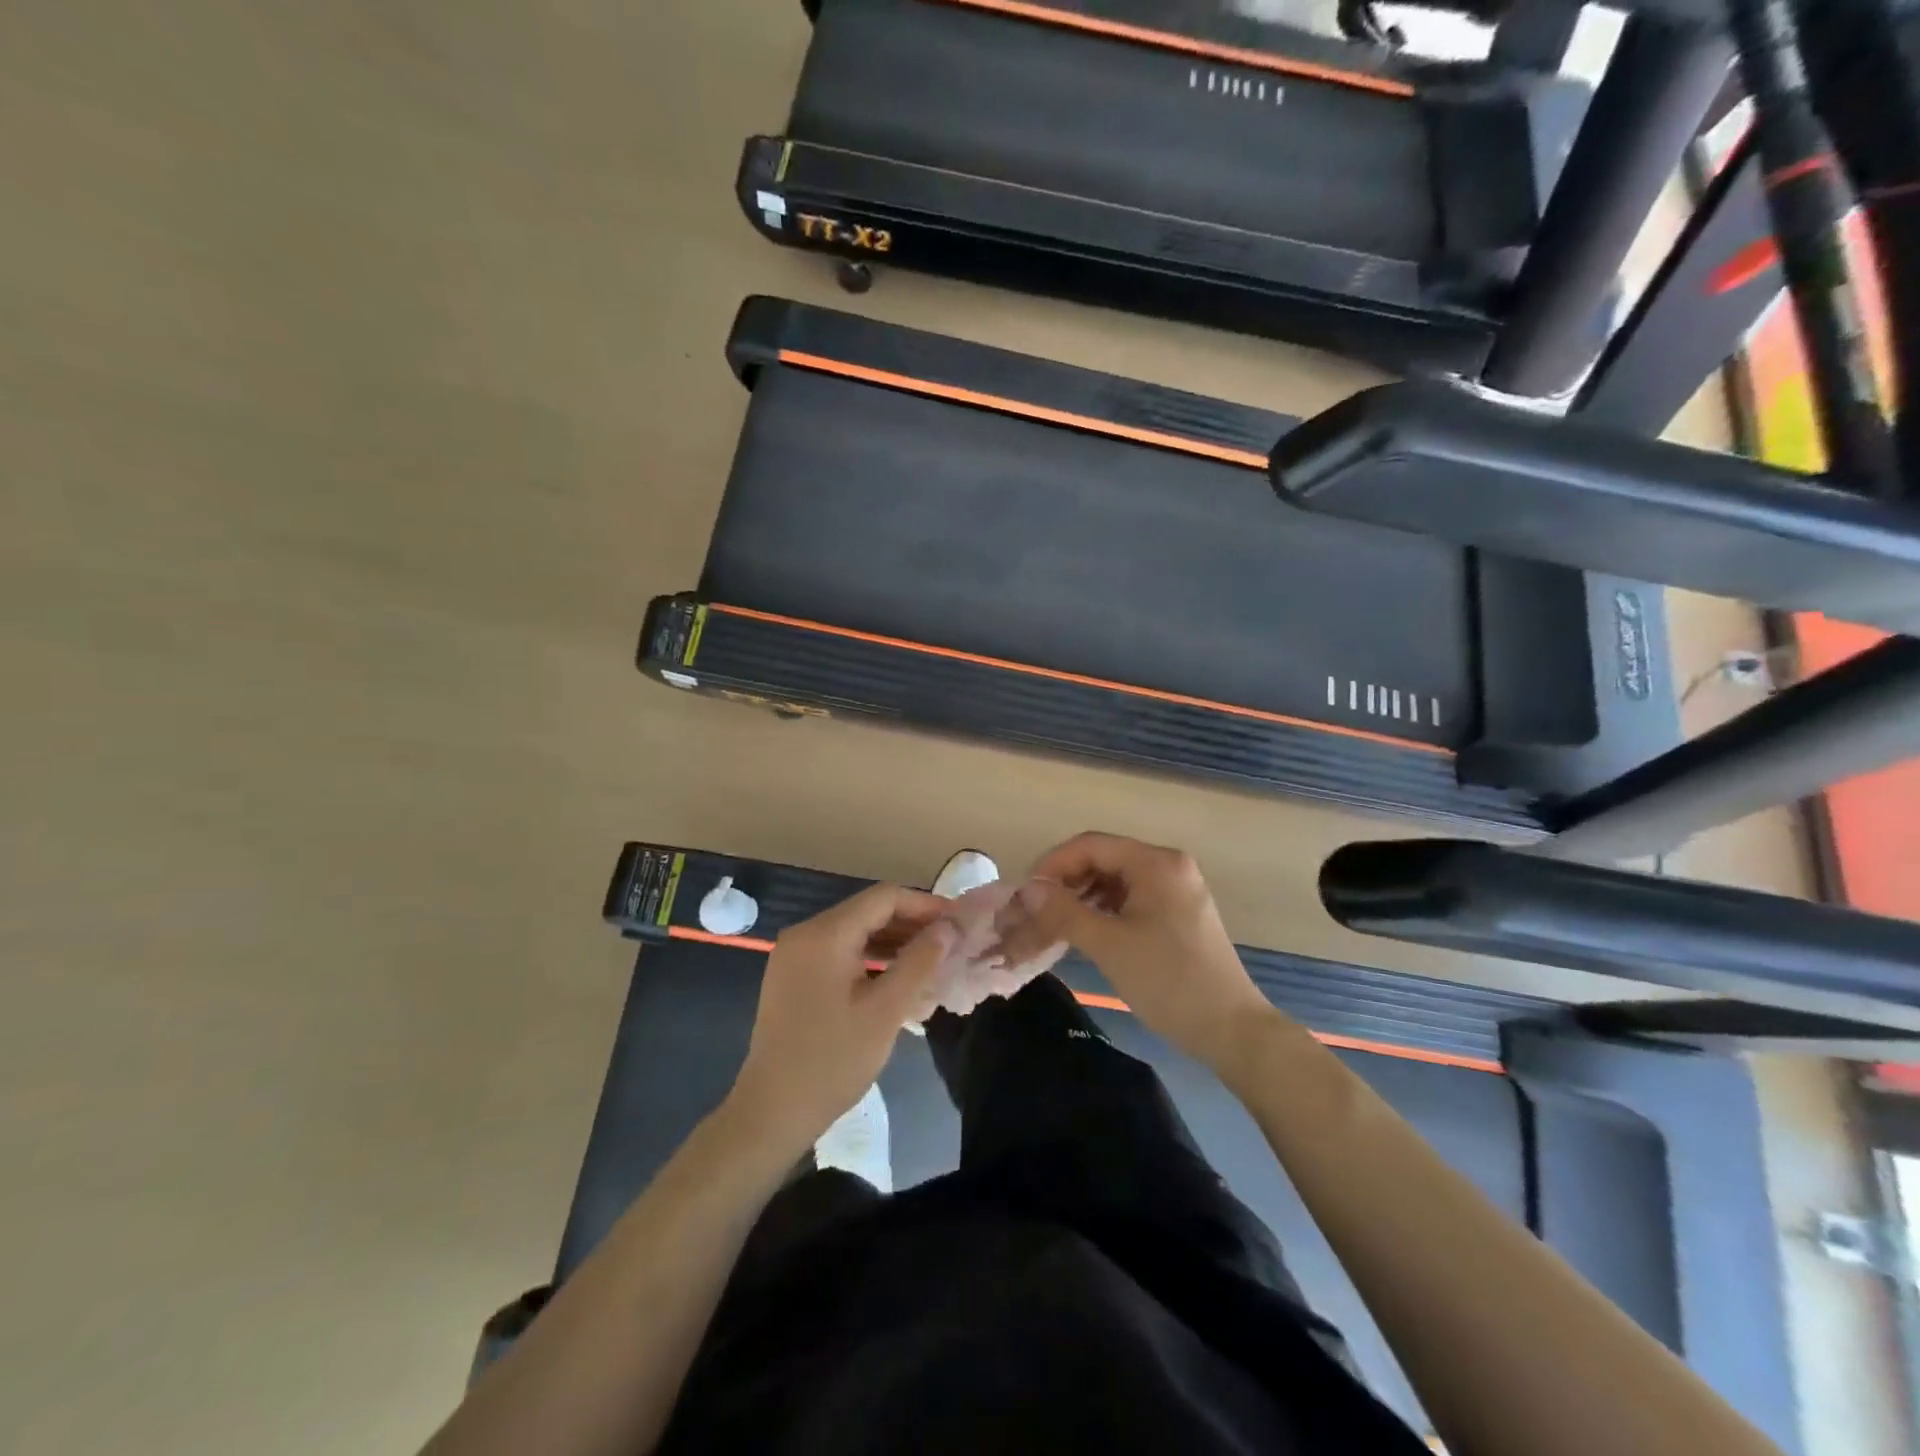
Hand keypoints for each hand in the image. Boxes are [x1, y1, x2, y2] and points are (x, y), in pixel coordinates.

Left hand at [727, 883, 954, 1157]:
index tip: (958, 922)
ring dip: (892, 941)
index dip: (924, 905)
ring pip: (854, 931)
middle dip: (911, 923)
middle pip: (868, 911)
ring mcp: (795, 954)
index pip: (883, 897)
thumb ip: (919, 961)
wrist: (771, 1111)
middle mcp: (806, 932)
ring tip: (932, 959)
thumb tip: (949, 927)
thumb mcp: (885, 1010)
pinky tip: (897, 975)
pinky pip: (839, 951)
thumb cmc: (833, 1060)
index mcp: (825, 934)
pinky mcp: (792, 975)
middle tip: (950, 943)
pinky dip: (870, 956)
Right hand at [1002, 832, 1276, 1069]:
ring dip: (1081, 898)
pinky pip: (1130, 899)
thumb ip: (1063, 912)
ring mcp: (1176, 889)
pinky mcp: (1177, 914)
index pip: (1090, 845)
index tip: (1025, 894)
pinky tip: (1085, 932)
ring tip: (1055, 924)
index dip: (1052, 865)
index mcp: (1156, 862)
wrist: (1231, 1030)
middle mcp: (1168, 866)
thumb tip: (1026, 891)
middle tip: (1036, 912)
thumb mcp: (1109, 944)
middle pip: (1102, 859)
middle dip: (1065, 882)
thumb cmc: (1168, 981)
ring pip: (1114, 880)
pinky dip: (1103, 911)